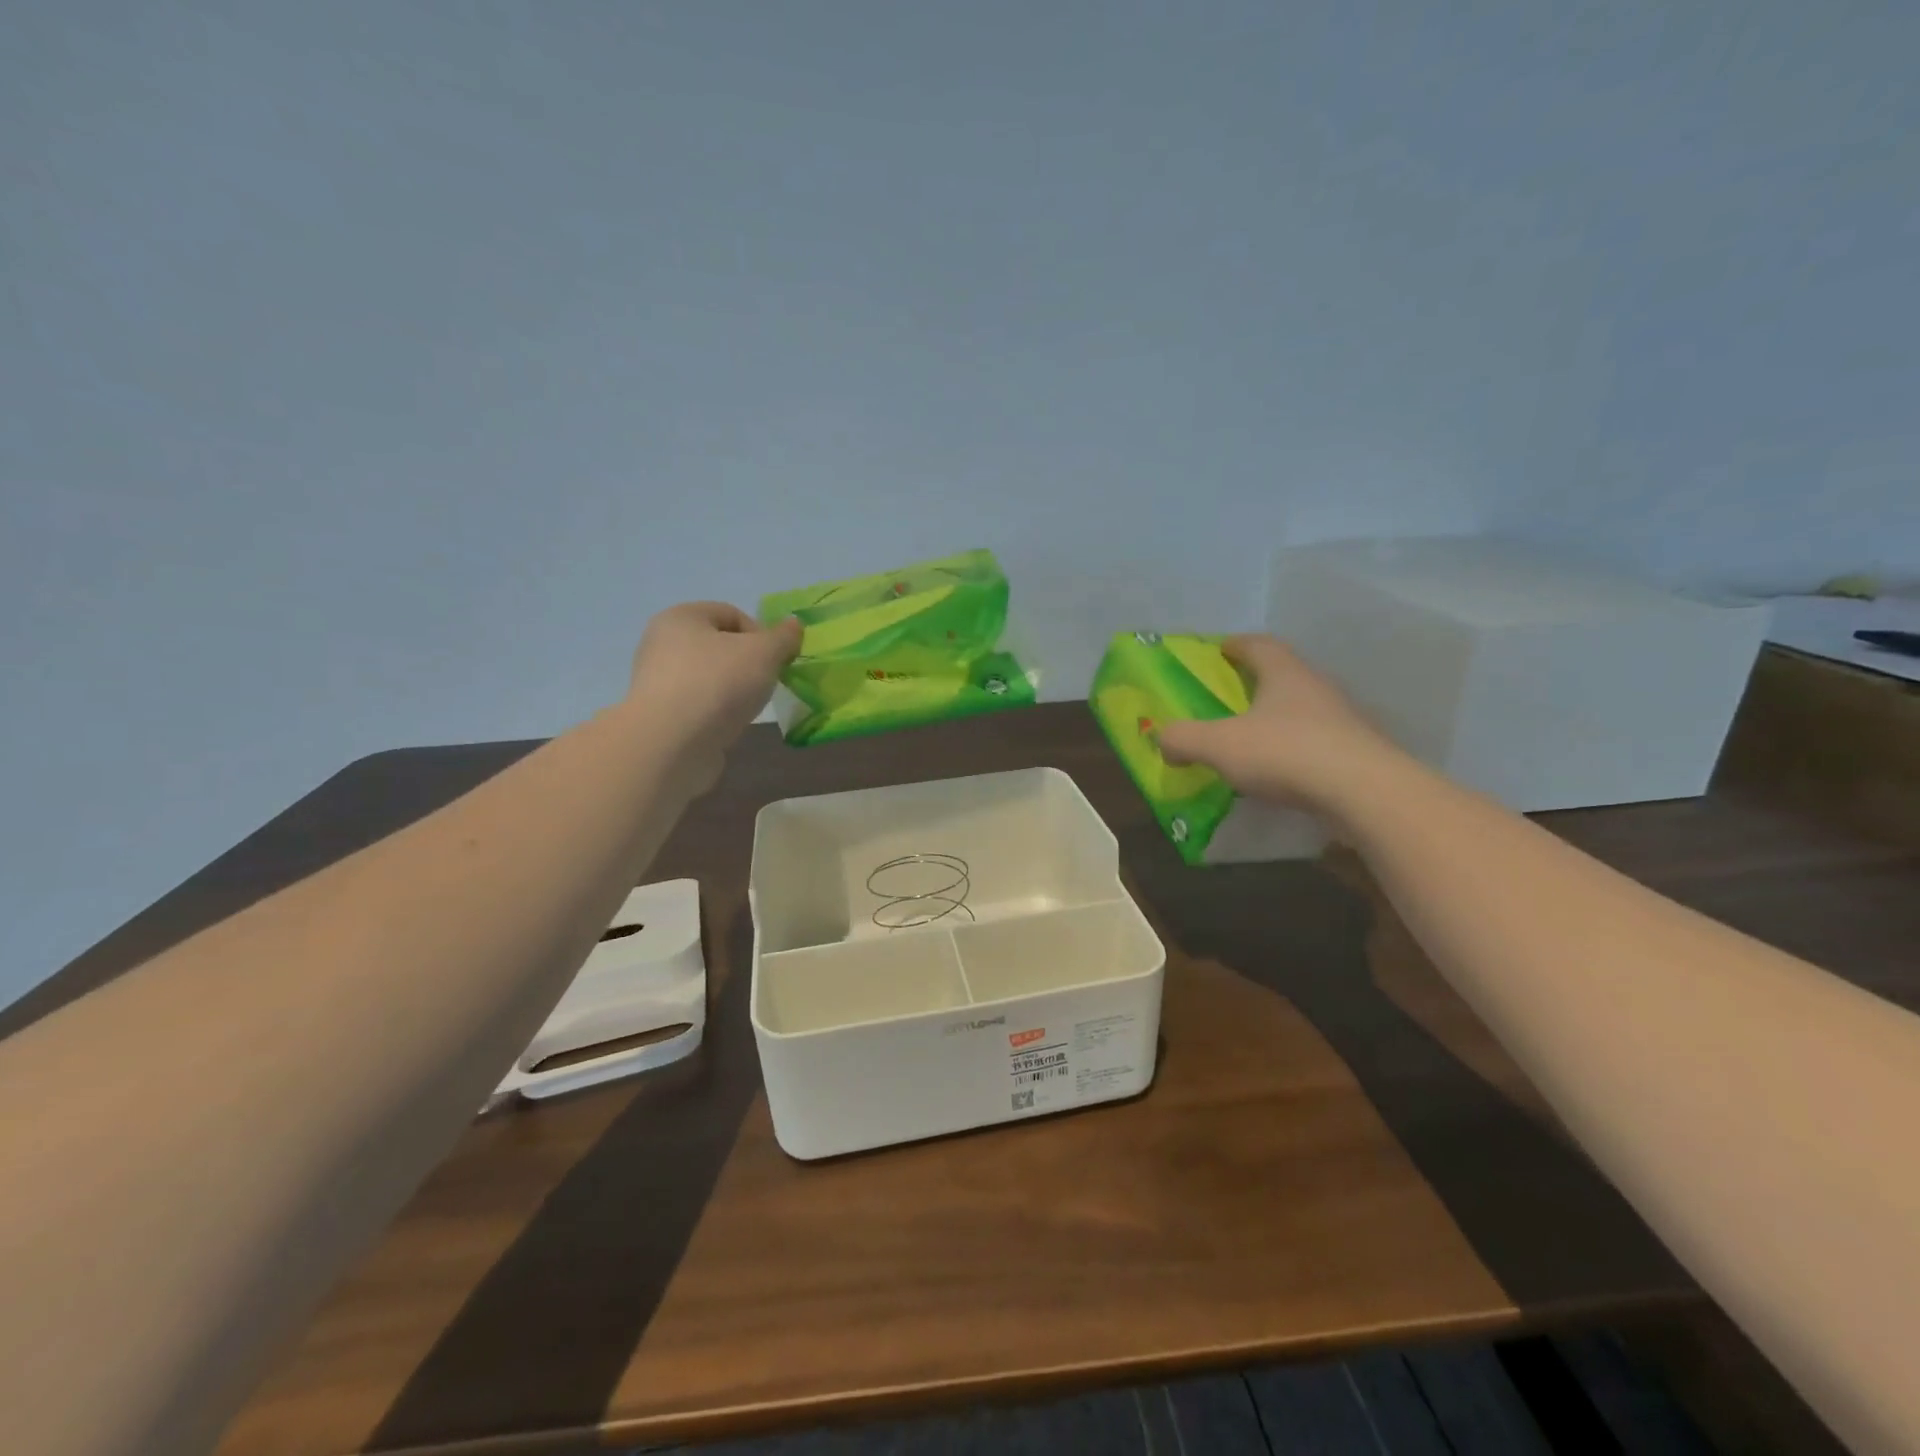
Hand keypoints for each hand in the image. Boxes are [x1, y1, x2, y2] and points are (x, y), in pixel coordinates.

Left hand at [626, 602, 801, 760]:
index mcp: (682, 617)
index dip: (761, 635)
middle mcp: (662, 643)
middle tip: (764, 684)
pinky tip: (726, 726)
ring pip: (710, 678)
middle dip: (748, 664)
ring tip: (746, 709)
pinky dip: (717, 713)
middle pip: (720, 646)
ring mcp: (657, 681)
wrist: (671, 744)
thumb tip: (793, 624)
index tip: (775, 661)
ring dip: (733, 691)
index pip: (732, 613)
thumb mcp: (764, 653)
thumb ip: (783, 637)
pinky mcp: (660, 715)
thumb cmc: (718, 684)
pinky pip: (699, 705)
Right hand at [1155, 635, 1400, 817]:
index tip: (1221, 649)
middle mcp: (1318, 688)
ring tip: (1256, 738)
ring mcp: (1344, 720)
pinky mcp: (1359, 753)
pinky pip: (1320, 742)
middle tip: (1233, 696)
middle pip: (1285, 675)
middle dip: (1258, 682)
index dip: (1237, 645)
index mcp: (1285, 674)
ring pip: (1305, 709)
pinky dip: (1298, 749)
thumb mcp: (1218, 746)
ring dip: (1280, 718)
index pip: (1260, 645)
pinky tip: (1284, 772)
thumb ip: (1183, 739)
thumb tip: (1162, 739)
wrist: (1365, 793)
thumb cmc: (1285, 753)